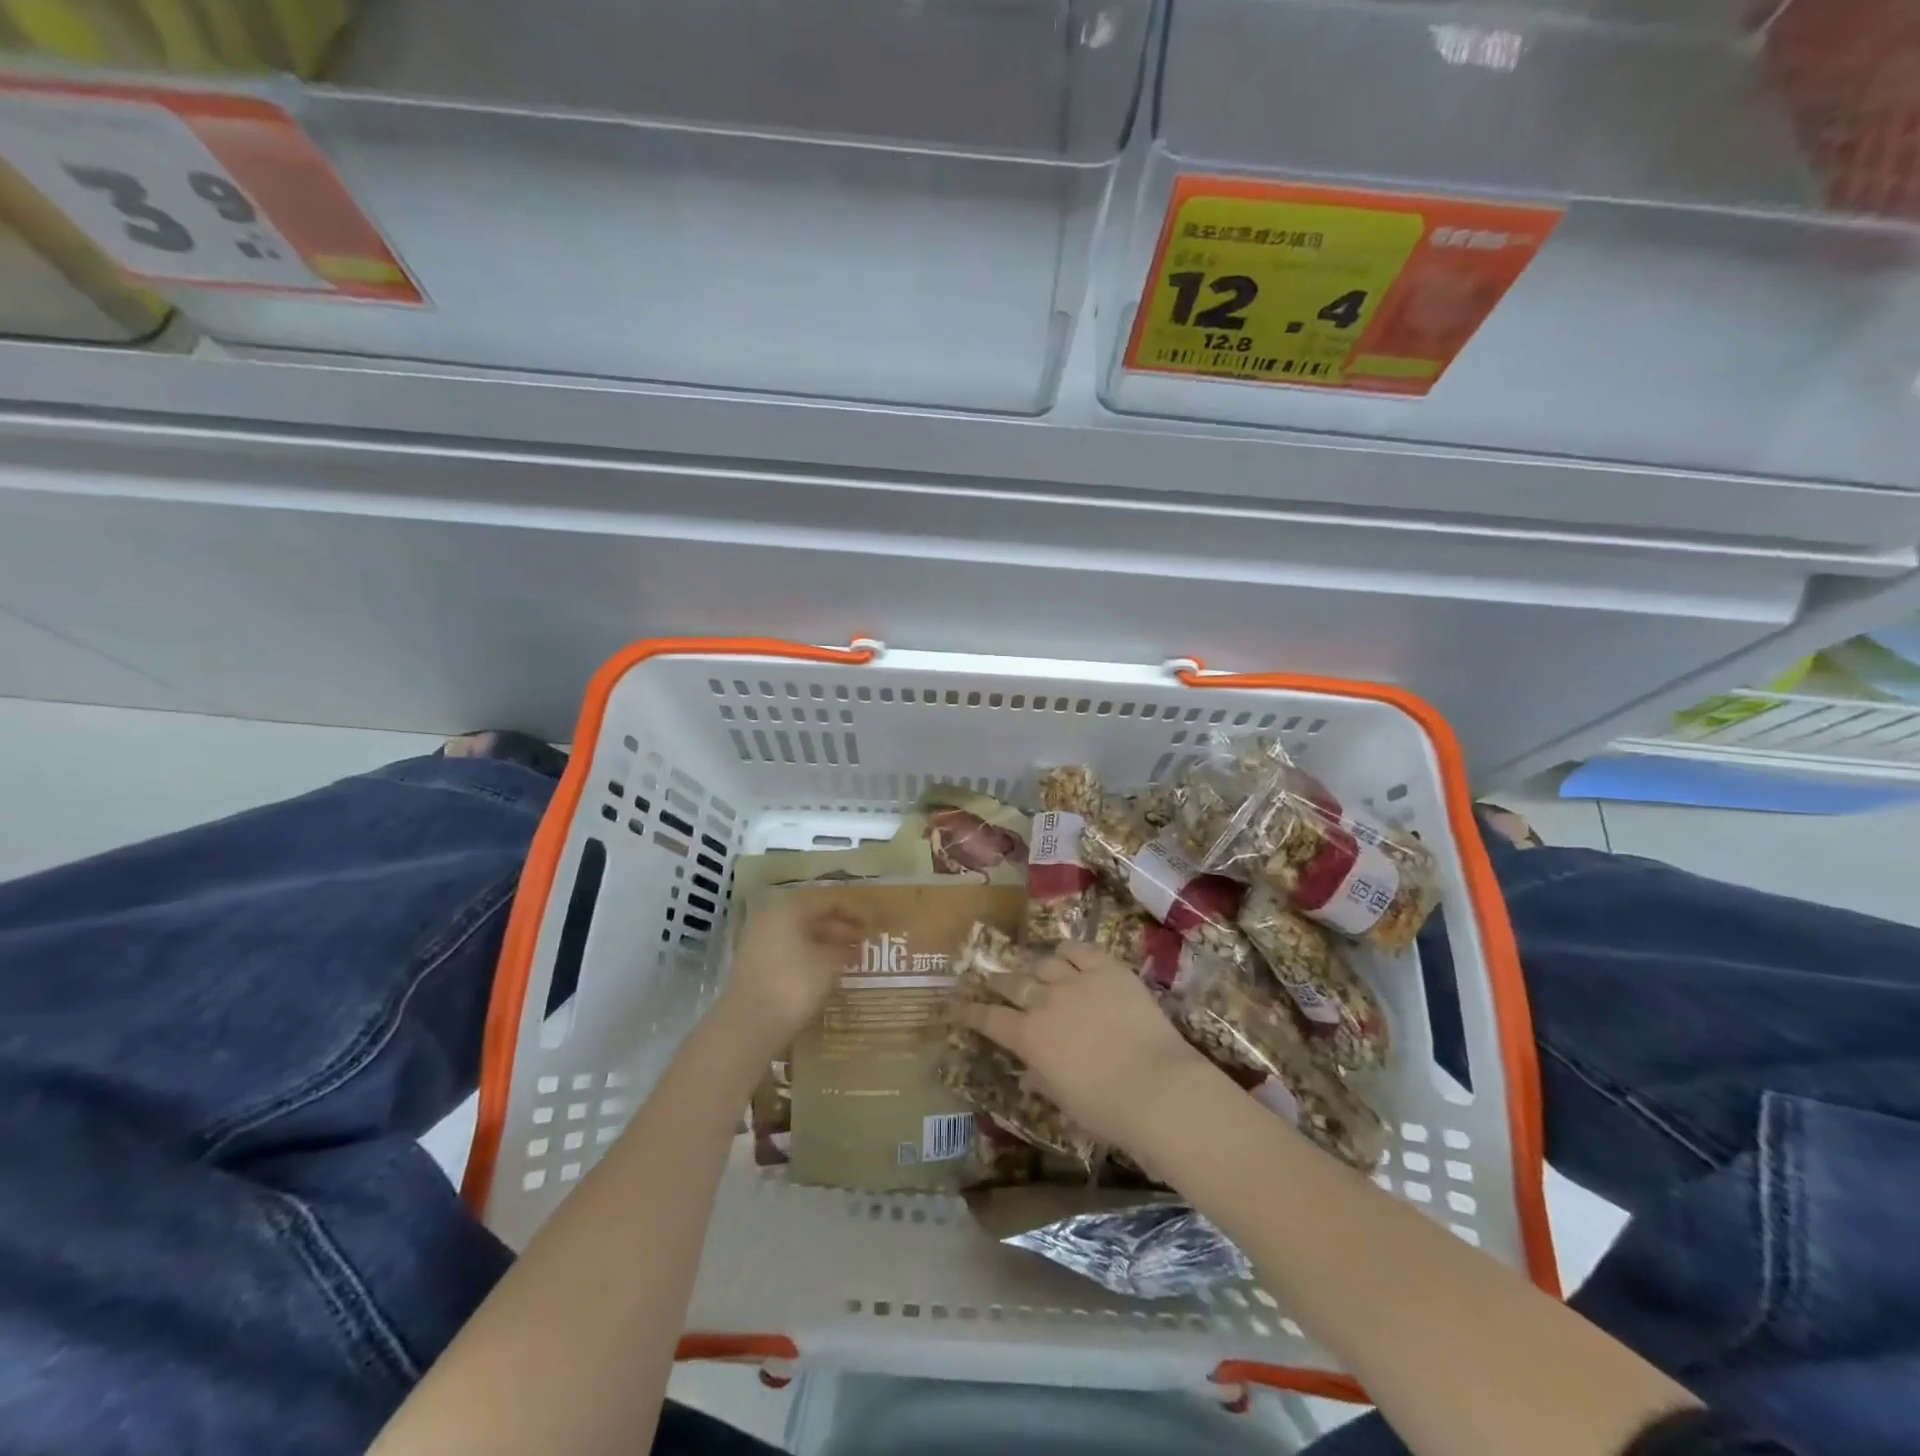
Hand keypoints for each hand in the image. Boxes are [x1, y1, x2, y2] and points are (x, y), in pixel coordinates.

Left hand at [715, 894, 865, 1057]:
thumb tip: (853, 945)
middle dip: (841, 928)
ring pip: (801, 935)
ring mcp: (759, 943)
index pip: (828, 901)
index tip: (875, 925)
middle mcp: (771, 920)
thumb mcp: (828, 964)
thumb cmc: (793, 985)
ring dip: (827, 944)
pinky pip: (790, 952)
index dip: (855, 911)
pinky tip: (826, 973)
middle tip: (865, 942)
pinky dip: (811, 957)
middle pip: (812, 916)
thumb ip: (844, 949)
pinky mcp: (756, 966)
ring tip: (851, 958)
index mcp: (788, 910)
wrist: (747, 1027)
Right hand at [951, 941, 1214, 1153]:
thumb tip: (1030, 1069)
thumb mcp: (1062, 1100)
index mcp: (1029, 1038)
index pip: (988, 1019)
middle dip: (997, 981)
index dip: (968, 1011)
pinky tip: (1065, 954)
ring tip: (1033, 969)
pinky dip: (1067, 951)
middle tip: (990, 980)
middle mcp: (1045, 1002)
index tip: (953, 1005)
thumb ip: (1041, 1077)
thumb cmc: (1107, 1110)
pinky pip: (1079, 950)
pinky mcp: (1108, 969)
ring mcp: (1076, 980)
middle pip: (1013, 983)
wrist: (1158, 1088)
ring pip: (1044, 963)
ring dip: (1034, 967)